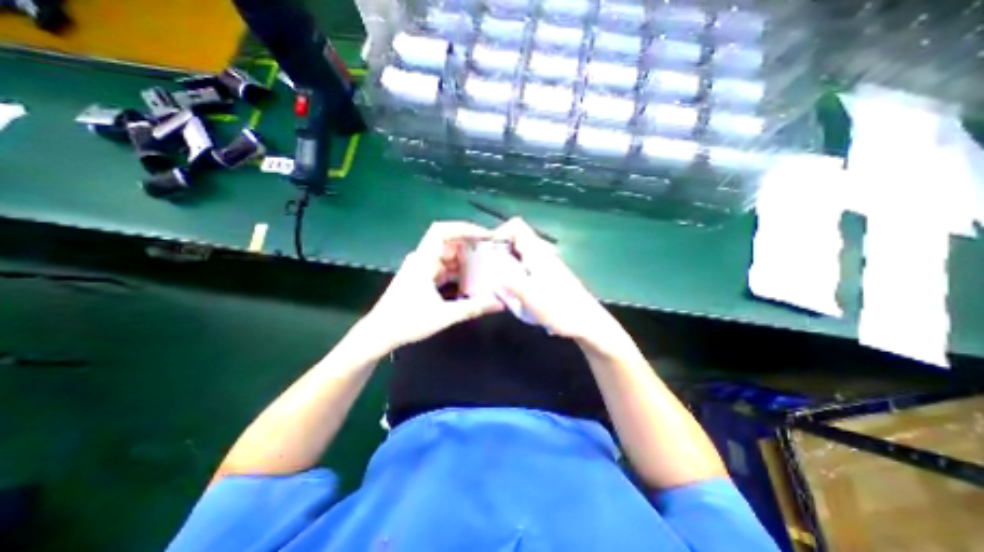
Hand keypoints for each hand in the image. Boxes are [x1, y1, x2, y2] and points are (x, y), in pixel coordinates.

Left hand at [361, 219, 502, 352]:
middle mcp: (421, 259)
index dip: (464, 228)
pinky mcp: (422, 277)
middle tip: (492, 254)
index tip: (484, 236)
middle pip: (449, 243)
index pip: (442, 231)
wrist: (380, 333)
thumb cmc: (407, 322)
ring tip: (487, 268)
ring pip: (448, 256)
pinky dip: (458, 271)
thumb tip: (499, 303)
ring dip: (466, 261)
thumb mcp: (443, 316)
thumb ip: (473, 308)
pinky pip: (444, 268)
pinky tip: (472, 281)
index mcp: (423, 261)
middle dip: (471, 247)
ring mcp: (421, 268)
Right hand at [491, 218, 628, 352]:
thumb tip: (492, 269)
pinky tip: (513, 292)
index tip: (487, 251)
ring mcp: (546, 266)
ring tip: (497, 283)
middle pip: (515, 241)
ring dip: (505, 265)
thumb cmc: (561, 310)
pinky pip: (525, 268)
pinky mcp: (548, 277)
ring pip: (519, 255)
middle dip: (498, 252)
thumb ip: (510, 281)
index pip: (517, 226)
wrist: (588, 325)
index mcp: (537, 253)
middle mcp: (542, 254)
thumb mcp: (532, 297)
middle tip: (488, 270)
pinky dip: (514, 274)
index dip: (500, 232)